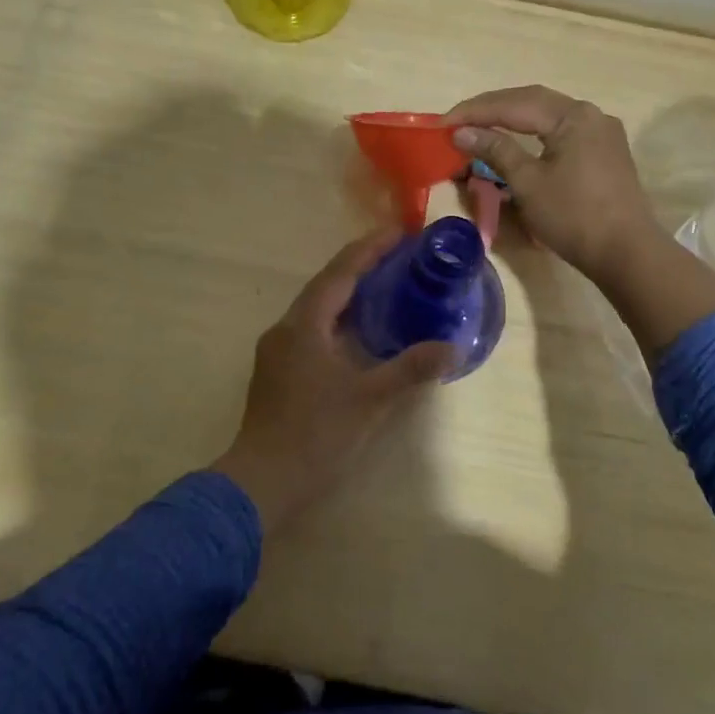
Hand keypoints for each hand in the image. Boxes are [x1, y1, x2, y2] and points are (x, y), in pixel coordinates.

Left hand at [210, 232, 452, 534]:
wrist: (261, 481)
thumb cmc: (316, 434)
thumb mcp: (370, 399)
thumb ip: (411, 369)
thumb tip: (453, 348)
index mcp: (304, 324)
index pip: (340, 272)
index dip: (370, 249)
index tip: (399, 232)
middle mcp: (285, 328)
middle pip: (325, 284)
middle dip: (360, 265)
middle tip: (397, 255)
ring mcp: (276, 350)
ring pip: (316, 308)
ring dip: (347, 292)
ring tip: (383, 285)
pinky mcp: (276, 370)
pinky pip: (311, 328)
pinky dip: (337, 318)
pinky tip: (357, 331)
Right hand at [443, 85, 659, 282]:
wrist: (626, 253)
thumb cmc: (574, 216)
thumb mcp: (528, 183)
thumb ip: (495, 151)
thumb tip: (462, 133)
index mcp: (573, 116)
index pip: (514, 104)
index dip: (475, 111)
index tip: (442, 123)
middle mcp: (590, 114)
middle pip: (532, 101)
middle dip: (491, 109)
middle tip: (457, 121)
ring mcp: (601, 133)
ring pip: (547, 115)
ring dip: (512, 118)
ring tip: (480, 127)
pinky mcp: (604, 152)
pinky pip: (561, 131)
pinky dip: (533, 132)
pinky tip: (516, 140)